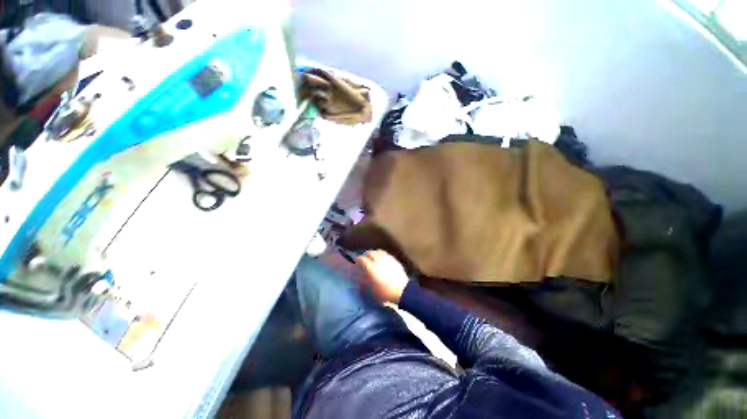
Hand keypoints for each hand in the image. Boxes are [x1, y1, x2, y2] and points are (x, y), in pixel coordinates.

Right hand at [355, 250, 409, 302]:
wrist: (402, 291)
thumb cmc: (384, 292)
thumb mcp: (370, 289)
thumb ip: (363, 280)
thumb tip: (357, 275)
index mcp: (371, 267)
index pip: (361, 259)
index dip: (357, 259)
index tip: (356, 261)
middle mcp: (378, 260)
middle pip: (370, 252)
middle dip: (366, 255)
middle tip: (365, 259)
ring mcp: (387, 258)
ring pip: (378, 251)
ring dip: (374, 253)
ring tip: (373, 258)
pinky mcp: (394, 260)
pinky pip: (386, 254)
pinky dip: (382, 255)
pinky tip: (382, 260)